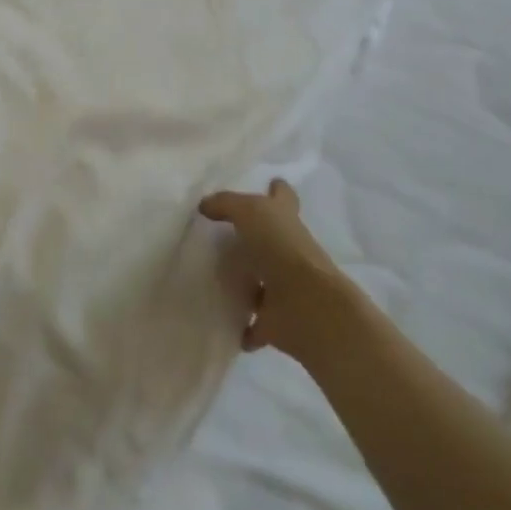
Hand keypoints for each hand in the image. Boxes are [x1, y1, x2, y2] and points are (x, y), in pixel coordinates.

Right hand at [199, 178, 353, 359]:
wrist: (305, 304)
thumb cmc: (280, 247)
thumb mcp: (249, 210)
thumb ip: (225, 204)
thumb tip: (205, 207)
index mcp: (285, 220)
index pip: (283, 198)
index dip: (278, 191)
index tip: (271, 183)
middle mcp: (288, 251)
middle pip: (271, 239)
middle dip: (254, 236)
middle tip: (223, 233)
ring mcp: (283, 286)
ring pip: (261, 281)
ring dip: (244, 282)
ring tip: (212, 277)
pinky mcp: (275, 319)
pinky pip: (254, 323)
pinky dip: (243, 326)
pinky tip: (219, 319)